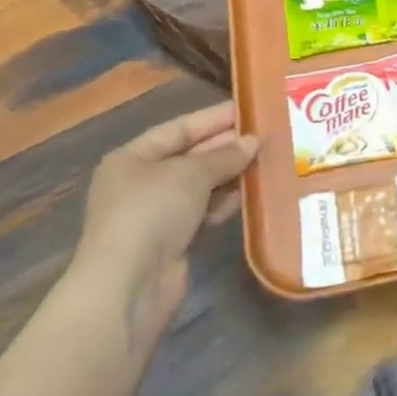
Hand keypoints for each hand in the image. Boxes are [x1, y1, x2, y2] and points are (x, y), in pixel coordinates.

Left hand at [70, 102, 258, 348]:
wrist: (129, 285)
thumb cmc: (151, 212)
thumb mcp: (191, 173)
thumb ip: (224, 156)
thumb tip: (253, 142)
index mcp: (132, 158)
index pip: (178, 128)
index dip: (213, 118)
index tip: (249, 110)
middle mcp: (140, 183)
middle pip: (189, 157)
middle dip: (225, 147)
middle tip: (266, 136)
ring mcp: (155, 215)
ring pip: (199, 187)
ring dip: (230, 176)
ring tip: (267, 161)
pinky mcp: (171, 243)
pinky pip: (203, 213)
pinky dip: (225, 204)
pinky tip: (252, 195)